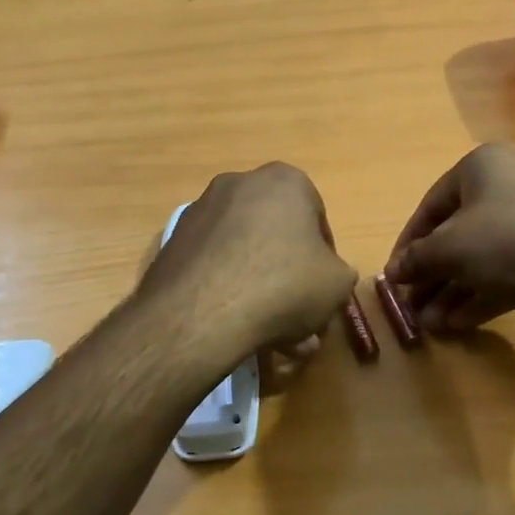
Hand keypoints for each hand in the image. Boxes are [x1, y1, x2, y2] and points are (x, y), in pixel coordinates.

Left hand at [141, 163, 357, 360]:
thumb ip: (339, 273)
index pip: (316, 219)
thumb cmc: (284, 285)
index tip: (323, 289)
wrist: (203, 311)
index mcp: (285, 180)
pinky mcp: (175, 240)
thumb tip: (325, 277)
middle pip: (276, 235)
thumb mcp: (337, 284)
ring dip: (260, 287)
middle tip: (298, 317)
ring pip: (245, 253)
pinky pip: (215, 264)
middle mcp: (240, 183)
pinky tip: (237, 326)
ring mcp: (202, 210)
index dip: (324, 259)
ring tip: (271, 335)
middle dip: (290, 276)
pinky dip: (228, 288)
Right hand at [384, 144, 514, 337]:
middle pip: (457, 234)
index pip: (429, 207)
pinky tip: (461, 324)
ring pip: (483, 256)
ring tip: (433, 327)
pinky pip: (510, 270)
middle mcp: (509, 184)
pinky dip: (484, 293)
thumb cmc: (513, 241)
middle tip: (413, 309)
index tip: (393, 279)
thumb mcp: (452, 249)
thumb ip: (417, 259)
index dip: (407, 245)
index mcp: (481, 167)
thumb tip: (392, 272)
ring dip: (454, 291)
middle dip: (433, 276)